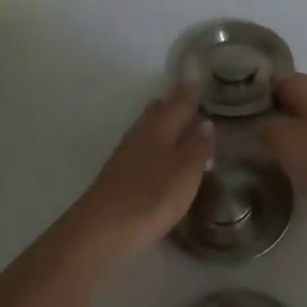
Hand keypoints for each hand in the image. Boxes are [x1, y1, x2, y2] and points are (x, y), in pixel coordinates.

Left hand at [73, 87, 212, 256]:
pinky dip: (158, 146)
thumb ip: (198, 146)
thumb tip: (205, 122)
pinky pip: (143, 149)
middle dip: (175, 103)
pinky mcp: (119, 176)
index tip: (202, 74)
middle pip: (158, 110)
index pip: (179, 100)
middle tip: (197, 102)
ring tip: (186, 129)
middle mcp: (140, 135)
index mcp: (159, 127)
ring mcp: (126, 156)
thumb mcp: (186, 172)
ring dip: (166, 125)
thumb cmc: (150, 197)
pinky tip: (165, 159)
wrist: (101, 232)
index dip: (191, 88)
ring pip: (149, 129)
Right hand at [257, 74, 306, 231]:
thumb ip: (265, 127)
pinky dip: (299, 155)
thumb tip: (259, 125)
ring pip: (303, 125)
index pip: (279, 79)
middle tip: (242, 128)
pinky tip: (287, 168)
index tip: (234, 103)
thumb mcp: (283, 138)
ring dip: (284, 135)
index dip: (256, 88)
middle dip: (269, 113)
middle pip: (292, 102)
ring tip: (259, 149)